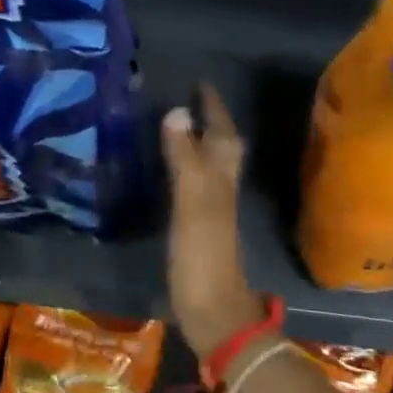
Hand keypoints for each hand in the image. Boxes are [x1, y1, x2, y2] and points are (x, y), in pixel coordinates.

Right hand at [162, 85, 266, 359]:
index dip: (212, 106)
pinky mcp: (197, 226)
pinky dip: (185, 166)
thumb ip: (185, 158)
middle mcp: (220, 187)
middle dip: (210, 120)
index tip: (199, 82)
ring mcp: (210, 208)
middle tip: (189, 99)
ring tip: (179, 124)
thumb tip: (177, 111)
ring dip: (198, 141)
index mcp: (221, 177)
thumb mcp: (193, 202)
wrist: (211, 310)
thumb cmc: (203, 255)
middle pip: (221, 145)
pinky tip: (170, 171)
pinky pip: (193, 183)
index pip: (221, 131)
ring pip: (209, 163)